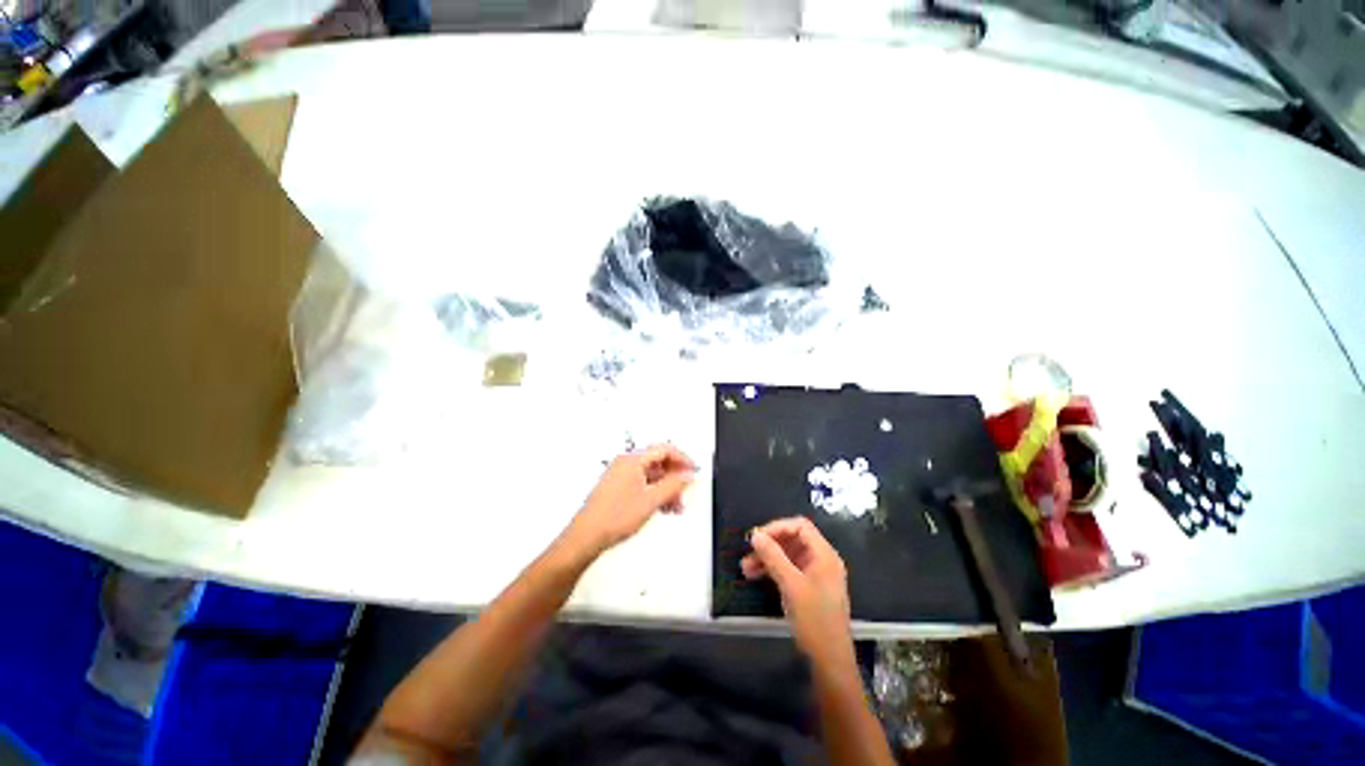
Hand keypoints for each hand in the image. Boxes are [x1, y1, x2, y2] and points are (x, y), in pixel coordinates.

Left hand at [564, 444, 696, 556]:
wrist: (586, 537)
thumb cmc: (614, 517)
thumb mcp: (651, 500)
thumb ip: (673, 485)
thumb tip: (688, 475)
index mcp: (633, 460)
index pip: (664, 449)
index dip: (682, 459)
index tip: (693, 470)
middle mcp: (625, 463)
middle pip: (658, 462)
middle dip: (674, 477)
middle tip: (685, 492)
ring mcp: (620, 475)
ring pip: (651, 475)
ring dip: (666, 488)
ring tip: (675, 506)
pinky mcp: (617, 488)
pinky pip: (642, 484)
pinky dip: (655, 493)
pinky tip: (661, 508)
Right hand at [742, 517, 853, 667]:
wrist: (830, 661)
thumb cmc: (814, 620)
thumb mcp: (791, 585)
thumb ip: (773, 557)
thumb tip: (755, 535)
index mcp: (824, 555)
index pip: (800, 527)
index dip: (777, 527)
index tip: (757, 537)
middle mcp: (821, 560)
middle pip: (793, 540)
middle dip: (769, 545)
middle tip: (748, 552)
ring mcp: (816, 575)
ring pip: (788, 556)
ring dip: (768, 559)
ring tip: (745, 568)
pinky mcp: (809, 589)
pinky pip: (789, 571)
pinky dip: (773, 571)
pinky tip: (756, 577)